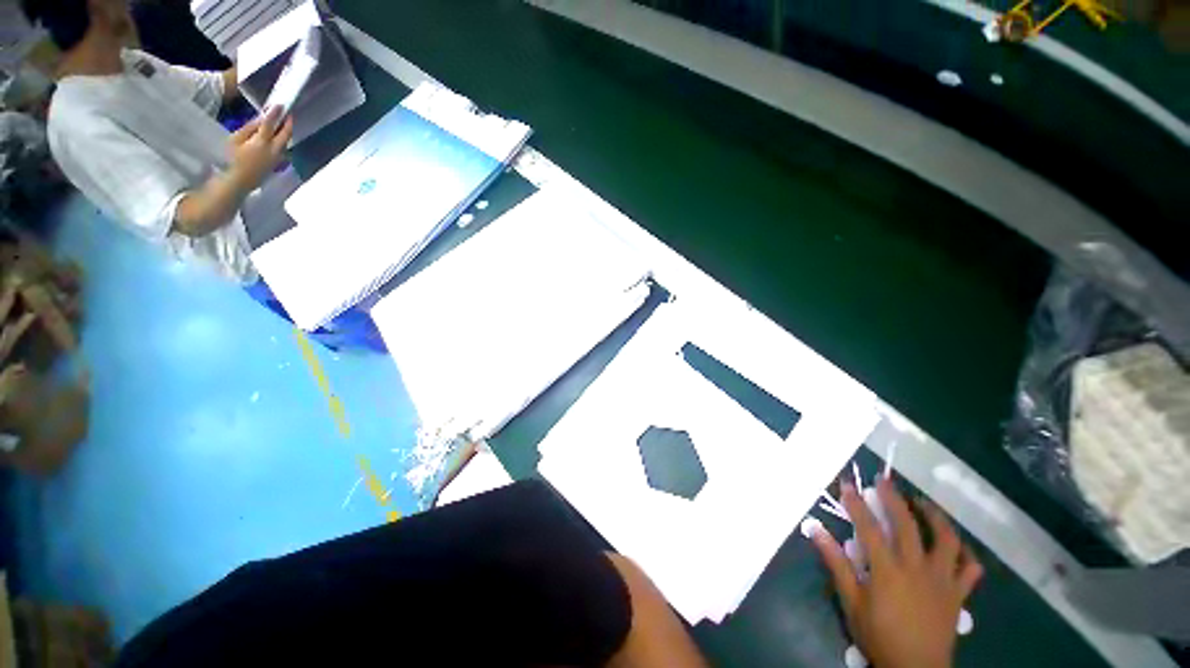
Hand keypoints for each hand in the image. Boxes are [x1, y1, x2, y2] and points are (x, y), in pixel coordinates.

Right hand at [228, 108, 292, 190]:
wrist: (238, 182)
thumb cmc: (231, 159)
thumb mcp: (235, 140)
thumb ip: (249, 129)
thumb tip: (261, 119)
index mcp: (262, 142)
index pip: (270, 124)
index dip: (275, 114)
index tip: (281, 105)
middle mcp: (274, 150)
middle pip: (285, 134)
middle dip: (288, 123)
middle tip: (288, 114)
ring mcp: (277, 158)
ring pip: (286, 142)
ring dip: (286, 132)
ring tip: (284, 124)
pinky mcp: (277, 164)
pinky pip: (283, 149)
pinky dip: (282, 141)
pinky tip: (279, 138)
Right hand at [812, 478, 982, 667]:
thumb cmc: (879, 636)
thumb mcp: (851, 601)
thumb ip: (836, 564)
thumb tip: (815, 529)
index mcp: (888, 570)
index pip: (869, 527)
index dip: (856, 503)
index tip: (847, 485)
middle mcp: (917, 568)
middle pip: (907, 524)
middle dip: (894, 498)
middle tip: (884, 481)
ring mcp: (942, 579)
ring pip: (946, 539)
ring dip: (934, 516)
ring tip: (923, 502)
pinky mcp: (958, 593)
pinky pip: (969, 568)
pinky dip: (965, 552)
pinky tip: (956, 544)